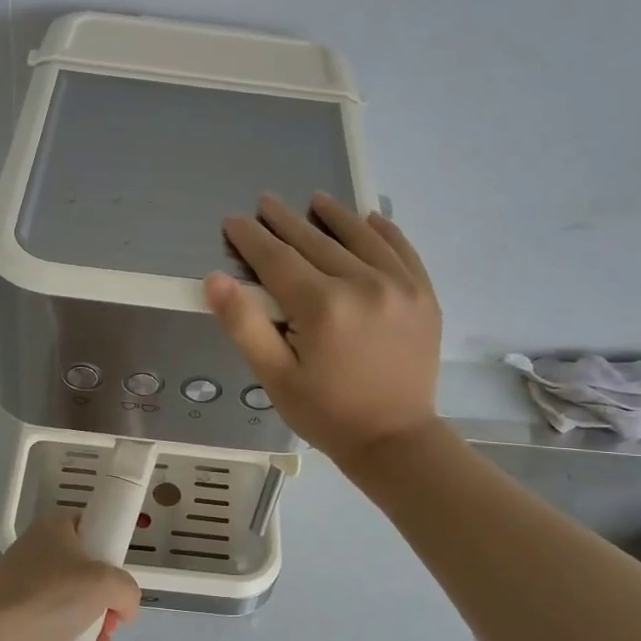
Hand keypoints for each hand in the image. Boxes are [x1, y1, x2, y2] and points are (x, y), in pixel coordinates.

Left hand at [0, 512, 141, 640]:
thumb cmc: (51, 595)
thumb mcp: (106, 582)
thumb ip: (127, 590)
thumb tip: (124, 608)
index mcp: (55, 529)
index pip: (90, 526)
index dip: (110, 549)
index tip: (120, 576)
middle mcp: (39, 554)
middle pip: (87, 574)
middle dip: (107, 605)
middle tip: (113, 623)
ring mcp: (26, 589)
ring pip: (75, 607)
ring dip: (96, 633)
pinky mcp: (19, 621)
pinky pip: (57, 631)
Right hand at [205, 192, 441, 462]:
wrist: (395, 440)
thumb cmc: (326, 413)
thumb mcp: (275, 378)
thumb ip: (245, 325)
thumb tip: (216, 278)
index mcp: (322, 307)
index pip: (277, 259)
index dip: (252, 239)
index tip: (234, 220)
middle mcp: (363, 284)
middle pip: (316, 242)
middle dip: (285, 222)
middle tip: (265, 202)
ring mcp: (400, 286)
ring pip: (360, 238)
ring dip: (335, 216)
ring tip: (316, 200)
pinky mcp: (424, 295)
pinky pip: (402, 250)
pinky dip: (385, 232)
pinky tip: (371, 219)